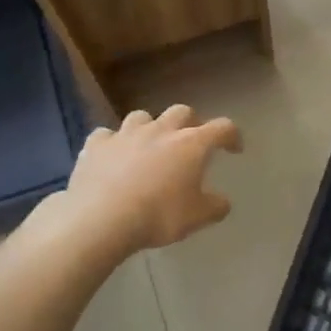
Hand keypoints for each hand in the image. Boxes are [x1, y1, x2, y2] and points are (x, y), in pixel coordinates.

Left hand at [64, 105, 241, 251]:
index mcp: (191, 144)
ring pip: (142, 117)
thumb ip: (215, 207)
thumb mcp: (197, 218)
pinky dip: (113, 143)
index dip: (232, 135)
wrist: (101, 218)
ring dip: (150, 127)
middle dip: (190, 123)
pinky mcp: (96, 145)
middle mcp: (160, 131)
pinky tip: (112, 156)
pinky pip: (106, 135)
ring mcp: (125, 134)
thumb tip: (223, 202)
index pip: (222, 128)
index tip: (234, 148)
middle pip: (181, 112)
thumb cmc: (158, 215)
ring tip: (149, 145)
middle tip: (190, 142)